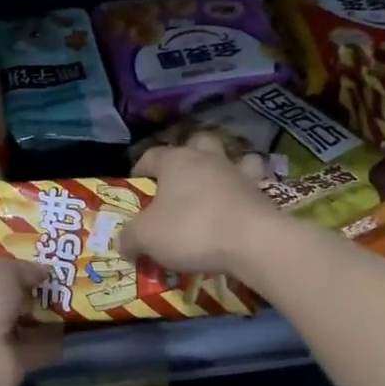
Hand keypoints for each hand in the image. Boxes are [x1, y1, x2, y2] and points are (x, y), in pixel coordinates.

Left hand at [0, 258, 62, 385]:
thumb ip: (21, 269)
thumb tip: (41, 270)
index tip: (24, 267)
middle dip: (21, 297)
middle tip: (51, 284)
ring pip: (14, 329)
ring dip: (39, 320)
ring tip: (69, 304)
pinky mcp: (5, 368)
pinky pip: (31, 351)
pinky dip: (50, 344)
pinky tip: (72, 331)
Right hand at [120, 136, 279, 277]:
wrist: (253, 242)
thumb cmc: (191, 230)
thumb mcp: (146, 237)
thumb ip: (129, 237)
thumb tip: (121, 242)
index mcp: (176, 161)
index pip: (152, 154)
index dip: (141, 167)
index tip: (136, 182)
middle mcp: (208, 159)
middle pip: (197, 143)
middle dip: (188, 155)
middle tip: (179, 179)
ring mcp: (239, 173)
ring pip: (232, 156)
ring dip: (224, 166)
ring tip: (216, 185)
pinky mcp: (263, 193)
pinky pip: (254, 183)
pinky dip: (247, 190)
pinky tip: (240, 205)